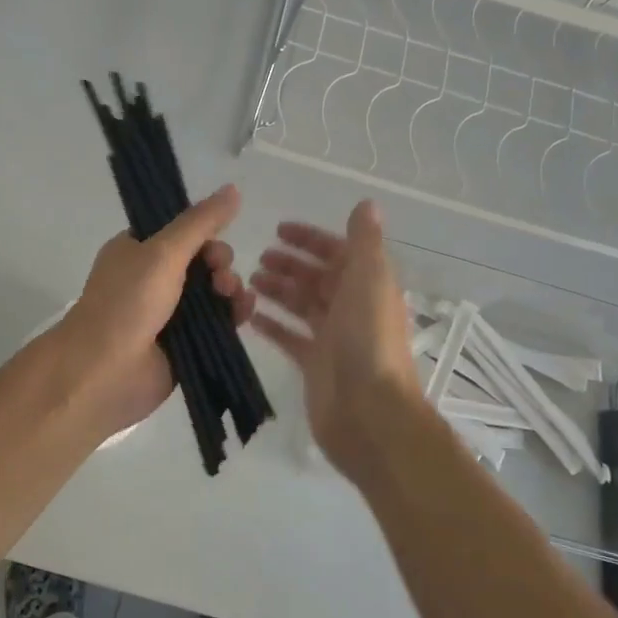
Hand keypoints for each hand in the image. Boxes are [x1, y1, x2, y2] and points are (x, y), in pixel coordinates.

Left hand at [56, 184, 254, 442]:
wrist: (105, 372)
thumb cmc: (127, 302)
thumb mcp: (163, 251)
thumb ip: (201, 222)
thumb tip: (234, 188)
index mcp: (137, 250)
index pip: (180, 231)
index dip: (204, 234)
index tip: (214, 243)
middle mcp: (151, 278)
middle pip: (202, 260)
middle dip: (220, 263)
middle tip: (221, 276)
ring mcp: (168, 313)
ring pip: (213, 291)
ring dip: (230, 288)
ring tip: (232, 297)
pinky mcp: (184, 343)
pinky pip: (217, 322)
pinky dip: (233, 314)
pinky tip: (244, 312)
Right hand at [249, 200, 421, 487]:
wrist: (370, 412)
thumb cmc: (368, 340)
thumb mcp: (370, 280)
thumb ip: (365, 242)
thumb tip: (367, 204)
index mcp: (367, 285)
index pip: (338, 252)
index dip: (311, 239)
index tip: (278, 229)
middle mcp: (351, 307)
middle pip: (317, 278)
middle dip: (289, 264)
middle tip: (257, 257)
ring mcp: (332, 338)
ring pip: (301, 305)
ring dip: (278, 290)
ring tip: (247, 280)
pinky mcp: (314, 364)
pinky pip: (289, 337)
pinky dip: (271, 324)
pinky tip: (248, 315)